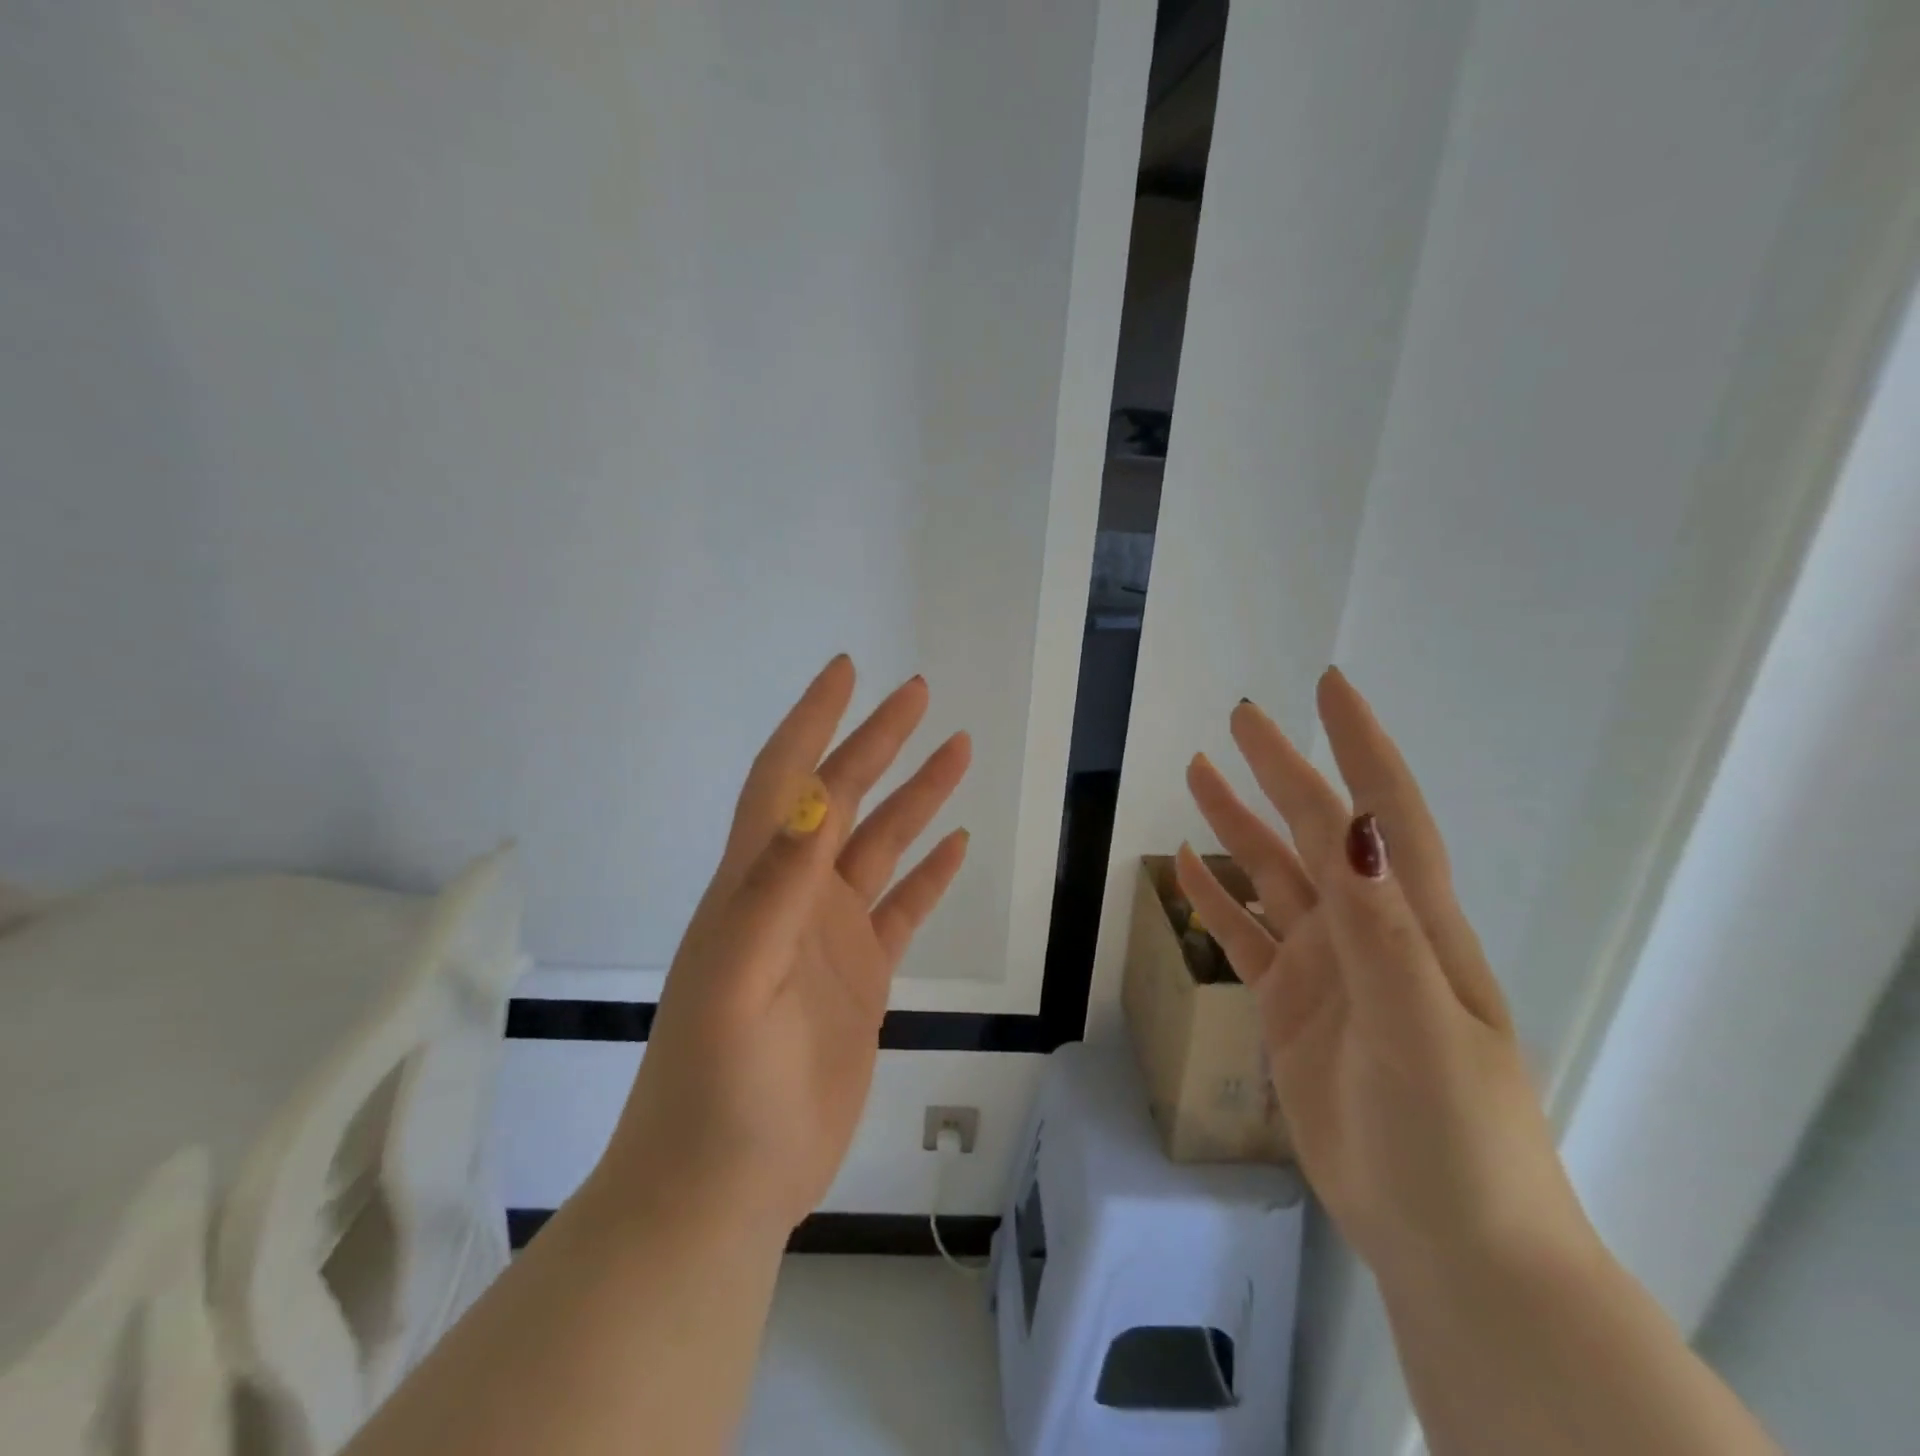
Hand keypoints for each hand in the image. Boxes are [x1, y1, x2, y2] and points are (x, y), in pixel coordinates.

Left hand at [599, 656, 971, 1237]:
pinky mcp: (860, 978)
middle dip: (878, 741)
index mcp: (754, 884)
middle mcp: (793, 896)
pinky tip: (956, 845)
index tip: (846, 670)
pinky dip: (929, 874)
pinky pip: (903, 909)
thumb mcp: (736, 981)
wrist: (722, 1187)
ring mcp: (828, 936)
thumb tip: (815, 798)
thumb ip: (775, 890)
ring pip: (881, 846)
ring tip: (958, 750)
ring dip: (916, 797)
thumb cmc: (717, 1086)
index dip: (813, 720)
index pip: (785, 779)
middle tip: (920, 694)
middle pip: (842, 798)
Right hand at [1176, 668, 1592, 1283]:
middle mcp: (1366, 930)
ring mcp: (1325, 967)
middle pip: (1314, 831)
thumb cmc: (1454, 1136)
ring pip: (1271, 875)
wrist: (1447, 1242)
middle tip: (1238, 719)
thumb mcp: (1421, 1029)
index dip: (1358, 746)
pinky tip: (1185, 865)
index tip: (1328, 686)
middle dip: (1280, 770)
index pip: (1384, 813)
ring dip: (1237, 823)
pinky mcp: (1290, 1004)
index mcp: (1412, 923)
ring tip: (1196, 774)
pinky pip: (1243, 934)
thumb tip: (1352, 827)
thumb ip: (1382, 928)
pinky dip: (1214, 897)